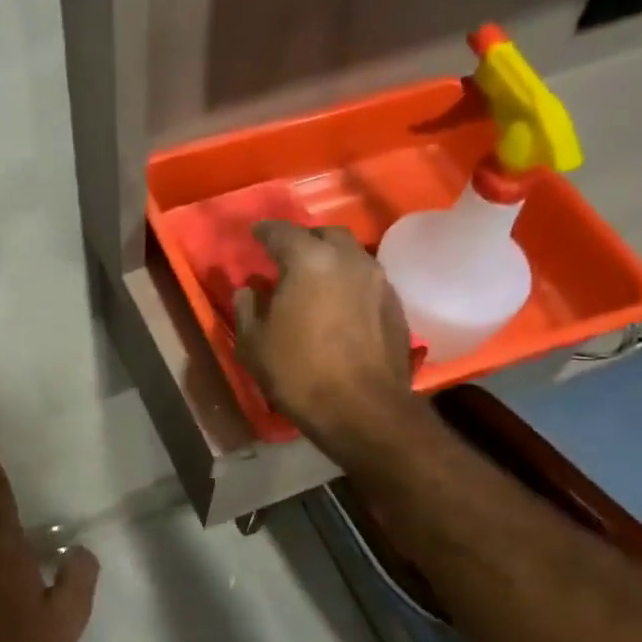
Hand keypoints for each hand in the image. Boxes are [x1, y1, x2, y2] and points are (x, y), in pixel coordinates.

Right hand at [234, 221, 416, 460]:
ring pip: (351, 255)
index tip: (255, 235)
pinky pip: (367, 280)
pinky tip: (338, 304)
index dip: (264, 232)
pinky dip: (349, 282)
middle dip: (304, 240)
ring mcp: (378, 280)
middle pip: (325, 235)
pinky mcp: (395, 304)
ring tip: (314, 280)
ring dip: (330, 260)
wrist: (364, 410)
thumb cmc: (299, 373)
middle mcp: (348, 260)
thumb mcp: (253, 344)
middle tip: (287, 257)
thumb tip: (249, 288)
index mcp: (308, 261)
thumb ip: (246, 307)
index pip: (281, 231)